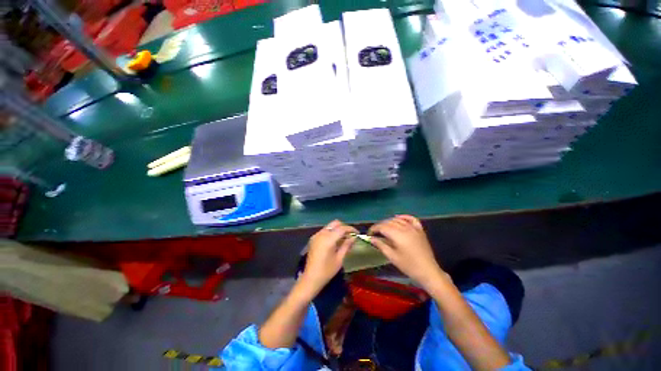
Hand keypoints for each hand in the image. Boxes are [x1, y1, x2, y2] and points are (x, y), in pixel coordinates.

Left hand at [300, 220, 357, 295]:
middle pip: (335, 223)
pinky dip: (331, 232)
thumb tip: (354, 237)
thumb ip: (346, 245)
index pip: (342, 228)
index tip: (357, 233)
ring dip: (337, 229)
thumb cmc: (327, 271)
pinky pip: (324, 231)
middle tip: (350, 235)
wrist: (311, 278)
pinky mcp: (313, 238)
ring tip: (344, 238)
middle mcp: (321, 234)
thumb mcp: (339, 259)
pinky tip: (335, 241)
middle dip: (344, 227)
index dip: (351, 229)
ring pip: (329, 226)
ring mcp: (316, 235)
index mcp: (328, 239)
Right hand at [368, 215, 444, 288]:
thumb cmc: (409, 266)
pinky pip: (411, 219)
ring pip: (398, 220)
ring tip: (384, 228)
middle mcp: (405, 228)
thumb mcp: (392, 257)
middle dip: (380, 226)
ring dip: (389, 222)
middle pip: (389, 222)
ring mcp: (413, 228)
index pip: (382, 227)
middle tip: (375, 233)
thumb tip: (371, 238)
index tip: (369, 234)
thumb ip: (381, 245)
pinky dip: (403, 217)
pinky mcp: (420, 230)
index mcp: (398, 235)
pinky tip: (398, 218)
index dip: (374, 229)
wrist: (428, 271)